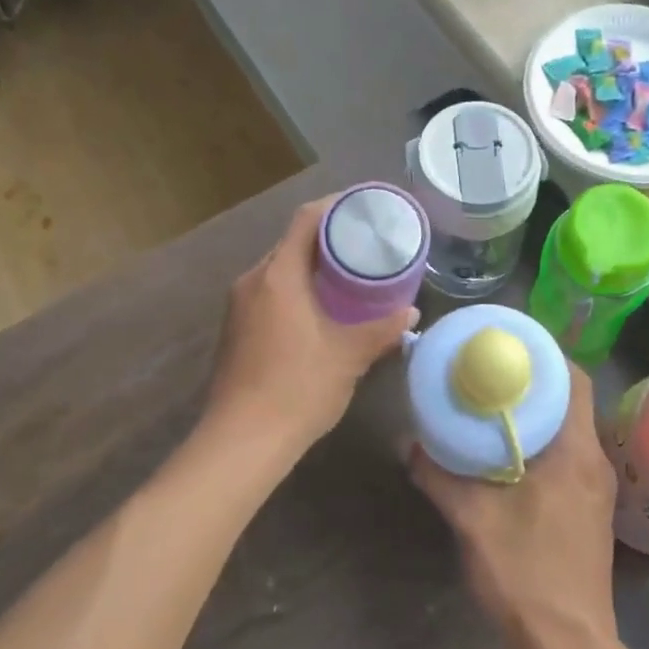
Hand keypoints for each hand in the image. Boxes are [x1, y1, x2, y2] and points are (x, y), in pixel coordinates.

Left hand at [206, 196, 417, 452]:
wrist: (241, 442)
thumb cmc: (297, 389)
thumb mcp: (348, 356)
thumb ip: (382, 330)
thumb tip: (411, 312)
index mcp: (278, 276)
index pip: (306, 220)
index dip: (336, 206)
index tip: (366, 207)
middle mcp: (253, 281)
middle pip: (292, 242)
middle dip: (329, 238)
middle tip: (367, 243)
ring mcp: (239, 306)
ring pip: (280, 269)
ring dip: (313, 265)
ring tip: (350, 274)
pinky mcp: (236, 329)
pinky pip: (270, 291)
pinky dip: (297, 288)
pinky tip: (322, 308)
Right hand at [411, 365, 619, 648]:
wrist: (568, 645)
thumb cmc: (525, 573)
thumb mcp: (473, 520)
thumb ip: (439, 476)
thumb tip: (408, 444)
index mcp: (575, 451)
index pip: (575, 380)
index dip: (546, 356)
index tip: (509, 346)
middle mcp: (594, 461)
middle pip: (571, 400)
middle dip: (535, 381)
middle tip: (491, 372)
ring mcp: (596, 488)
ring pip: (570, 429)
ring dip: (538, 413)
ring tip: (495, 406)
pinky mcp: (590, 510)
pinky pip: (569, 455)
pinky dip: (543, 441)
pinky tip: (509, 454)